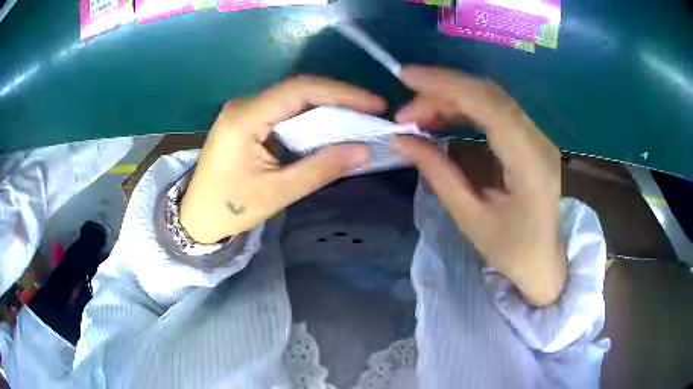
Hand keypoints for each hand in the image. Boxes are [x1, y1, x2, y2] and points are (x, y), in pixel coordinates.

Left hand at [180, 76, 385, 243]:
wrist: (196, 217)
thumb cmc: (231, 208)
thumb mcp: (278, 192)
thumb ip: (321, 168)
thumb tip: (364, 151)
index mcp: (245, 118)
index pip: (300, 90)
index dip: (342, 93)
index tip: (375, 104)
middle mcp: (244, 105)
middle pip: (298, 88)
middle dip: (339, 96)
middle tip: (373, 110)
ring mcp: (244, 110)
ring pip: (293, 97)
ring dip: (327, 104)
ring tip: (360, 116)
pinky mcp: (247, 119)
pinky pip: (284, 109)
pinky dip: (311, 115)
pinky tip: (331, 124)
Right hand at [391, 66, 565, 306]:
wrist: (544, 259)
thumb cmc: (512, 250)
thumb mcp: (471, 218)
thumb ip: (438, 174)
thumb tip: (401, 140)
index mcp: (530, 164)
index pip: (489, 106)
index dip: (446, 85)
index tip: (406, 77)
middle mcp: (539, 140)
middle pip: (489, 95)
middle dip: (442, 91)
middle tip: (406, 110)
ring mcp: (538, 136)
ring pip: (491, 98)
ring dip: (451, 98)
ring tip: (418, 114)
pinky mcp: (531, 138)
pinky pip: (496, 109)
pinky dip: (465, 107)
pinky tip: (443, 116)